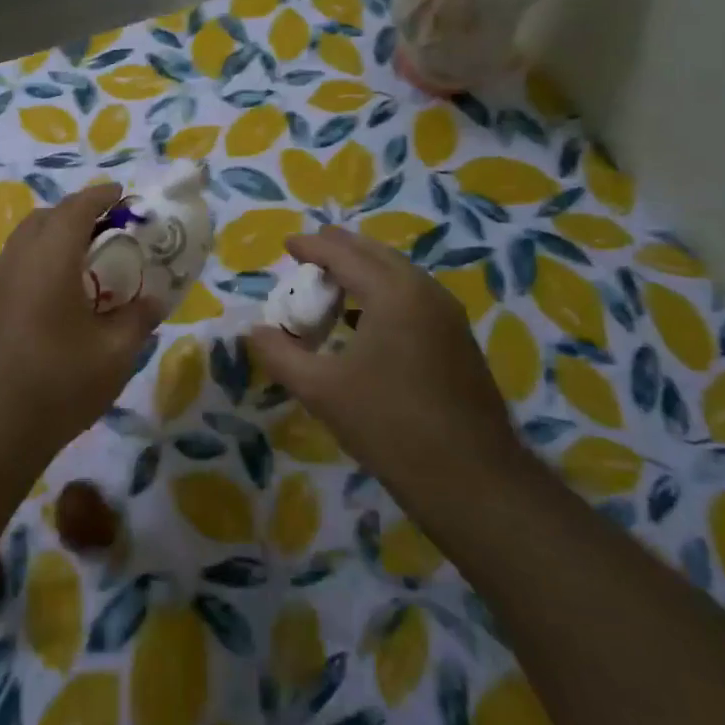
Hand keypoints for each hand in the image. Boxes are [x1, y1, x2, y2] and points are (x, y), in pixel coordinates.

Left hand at [0, 184, 158, 460]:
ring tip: (84, 265)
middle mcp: (15, 259)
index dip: (101, 196)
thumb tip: (153, 299)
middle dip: (75, 215)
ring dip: (53, 240)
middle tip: (107, 231)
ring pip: (24, 244)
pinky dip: (37, 265)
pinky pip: (13, 269)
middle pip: (44, 219)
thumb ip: (138, 318)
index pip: (76, 208)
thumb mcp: (114, 354)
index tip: (122, 194)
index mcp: (49, 257)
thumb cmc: (57, 383)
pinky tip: (54, 300)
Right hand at [247, 227, 529, 505]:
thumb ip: (280, 354)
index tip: (286, 245)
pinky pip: (414, 297)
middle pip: (376, 255)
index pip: (344, 254)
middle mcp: (425, 292)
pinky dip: (384, 294)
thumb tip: (254, 331)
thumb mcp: (320, 390)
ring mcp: (448, 316)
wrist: (471, 479)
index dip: (312, 246)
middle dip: (340, 249)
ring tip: (332, 282)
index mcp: (392, 293)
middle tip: (310, 252)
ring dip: (364, 271)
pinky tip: (364, 321)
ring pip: (399, 275)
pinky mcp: (458, 340)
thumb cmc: (388, 425)